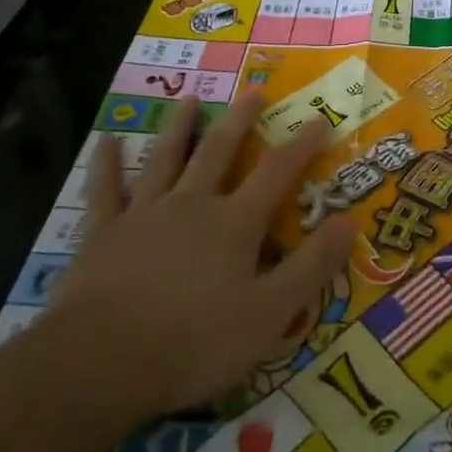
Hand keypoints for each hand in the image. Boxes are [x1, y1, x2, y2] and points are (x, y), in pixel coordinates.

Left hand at [47, 95, 354, 424]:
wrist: (102, 361)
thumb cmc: (195, 342)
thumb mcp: (270, 313)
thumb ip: (312, 266)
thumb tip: (349, 221)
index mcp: (234, 223)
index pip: (276, 173)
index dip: (301, 146)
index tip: (319, 120)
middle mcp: (192, 205)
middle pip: (219, 151)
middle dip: (240, 120)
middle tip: (253, 90)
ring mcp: (144, 214)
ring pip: (165, 159)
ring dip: (178, 126)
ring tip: (190, 98)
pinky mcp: (102, 233)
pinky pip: (104, 190)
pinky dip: (105, 163)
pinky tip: (106, 140)